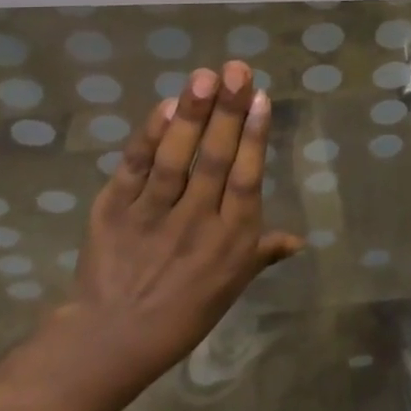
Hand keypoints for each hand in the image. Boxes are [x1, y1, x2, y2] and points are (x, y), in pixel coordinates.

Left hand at [45, 62, 303, 400]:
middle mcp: (196, 222)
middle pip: (215, 159)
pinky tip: (163, 108)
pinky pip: (134, 169)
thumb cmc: (183, 312)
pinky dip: (149, 138)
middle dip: (227, 110)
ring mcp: (153, 215)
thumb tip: (299, 239)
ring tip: (203, 78)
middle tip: (236, 69)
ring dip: (191, 115)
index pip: (247, 177)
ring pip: (176, 159)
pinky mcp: (114, 212)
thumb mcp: (232, 286)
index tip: (259, 96)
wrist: (111, 341)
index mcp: (231, 239)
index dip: (253, 135)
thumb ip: (263, 252)